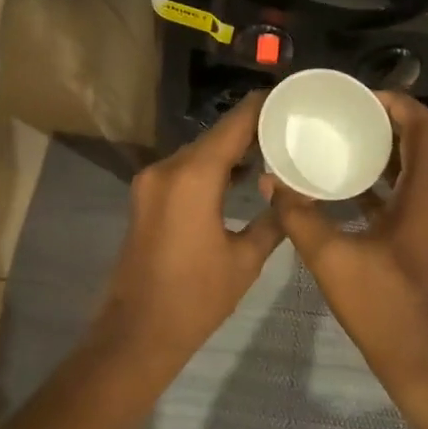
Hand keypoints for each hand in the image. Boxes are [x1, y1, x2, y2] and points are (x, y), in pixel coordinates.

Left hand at [99, 94, 283, 364]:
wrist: (137, 333)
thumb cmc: (196, 298)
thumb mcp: (245, 259)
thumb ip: (272, 220)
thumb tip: (290, 196)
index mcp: (194, 176)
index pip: (233, 125)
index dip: (260, 107)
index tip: (288, 95)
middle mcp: (168, 169)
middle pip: (214, 136)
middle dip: (249, 129)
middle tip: (289, 127)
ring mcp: (151, 182)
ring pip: (198, 152)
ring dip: (229, 150)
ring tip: (271, 149)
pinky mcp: (145, 197)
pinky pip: (183, 170)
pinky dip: (209, 167)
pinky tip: (238, 176)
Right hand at [263, 92, 427, 402]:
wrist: (424, 363)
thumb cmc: (384, 306)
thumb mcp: (332, 258)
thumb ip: (299, 215)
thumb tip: (271, 180)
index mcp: (427, 192)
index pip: (423, 124)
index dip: (394, 101)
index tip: (357, 98)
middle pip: (418, 142)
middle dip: (380, 124)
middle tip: (338, 117)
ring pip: (413, 169)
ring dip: (380, 154)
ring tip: (337, 143)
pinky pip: (409, 194)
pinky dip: (383, 183)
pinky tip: (345, 188)